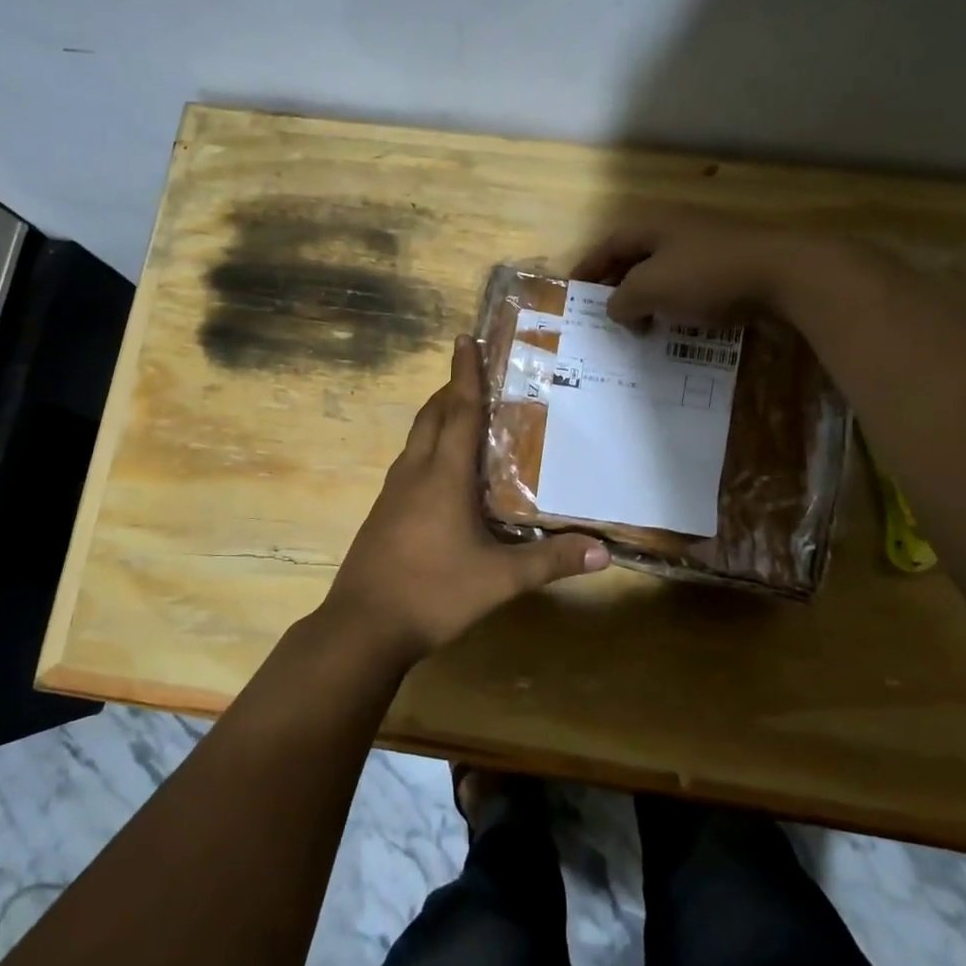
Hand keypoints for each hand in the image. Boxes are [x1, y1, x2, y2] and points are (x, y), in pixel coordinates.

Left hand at [319, 336, 609, 669]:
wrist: (363, 626)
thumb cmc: (433, 592)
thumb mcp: (499, 580)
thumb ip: (550, 562)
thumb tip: (602, 552)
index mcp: (443, 476)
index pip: (458, 411)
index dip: (465, 373)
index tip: (465, 338)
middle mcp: (415, 473)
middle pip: (432, 416)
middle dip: (452, 389)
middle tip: (476, 375)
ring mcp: (393, 493)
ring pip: (416, 439)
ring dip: (437, 417)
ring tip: (462, 414)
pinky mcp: (383, 513)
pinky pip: (409, 463)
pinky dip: (427, 448)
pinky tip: (442, 472)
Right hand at [573, 207, 790, 326]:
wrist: (785, 274)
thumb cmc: (706, 275)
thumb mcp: (650, 289)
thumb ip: (622, 300)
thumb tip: (614, 308)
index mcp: (653, 225)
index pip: (609, 244)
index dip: (588, 267)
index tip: (573, 291)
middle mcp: (678, 229)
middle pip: (635, 256)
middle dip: (617, 285)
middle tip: (604, 314)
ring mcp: (708, 245)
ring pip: (664, 272)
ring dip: (647, 298)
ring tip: (638, 326)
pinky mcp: (732, 266)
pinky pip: (691, 284)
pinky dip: (675, 303)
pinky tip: (677, 324)